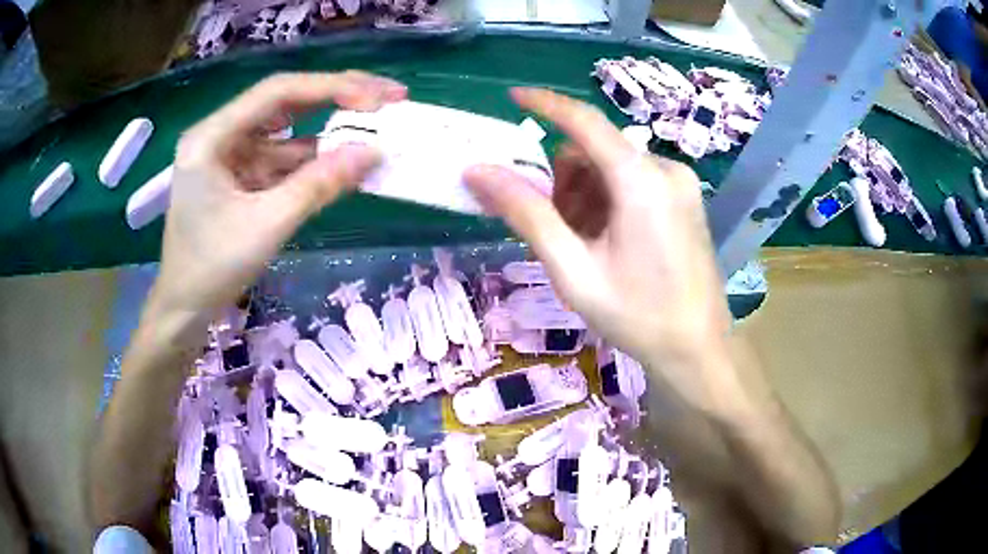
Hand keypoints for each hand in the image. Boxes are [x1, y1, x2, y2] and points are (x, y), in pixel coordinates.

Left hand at [152, 72, 406, 318]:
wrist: (185, 308)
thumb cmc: (212, 269)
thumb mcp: (267, 226)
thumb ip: (319, 185)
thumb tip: (375, 153)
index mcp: (212, 136)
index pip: (277, 93)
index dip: (331, 88)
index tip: (377, 98)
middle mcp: (222, 134)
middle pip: (286, 102)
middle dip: (337, 98)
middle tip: (389, 96)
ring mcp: (233, 154)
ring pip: (290, 131)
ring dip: (331, 132)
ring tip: (378, 127)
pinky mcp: (243, 175)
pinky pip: (285, 159)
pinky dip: (316, 161)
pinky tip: (348, 161)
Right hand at [465, 88, 734, 409]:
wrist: (697, 349)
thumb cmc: (636, 315)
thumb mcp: (572, 268)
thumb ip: (525, 213)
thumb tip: (478, 172)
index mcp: (641, 180)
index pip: (584, 121)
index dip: (545, 104)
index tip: (512, 96)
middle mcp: (665, 169)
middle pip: (595, 151)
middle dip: (564, 181)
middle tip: (558, 230)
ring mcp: (681, 184)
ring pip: (613, 167)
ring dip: (586, 195)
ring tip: (587, 245)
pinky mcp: (686, 198)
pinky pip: (635, 182)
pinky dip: (610, 201)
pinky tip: (611, 242)